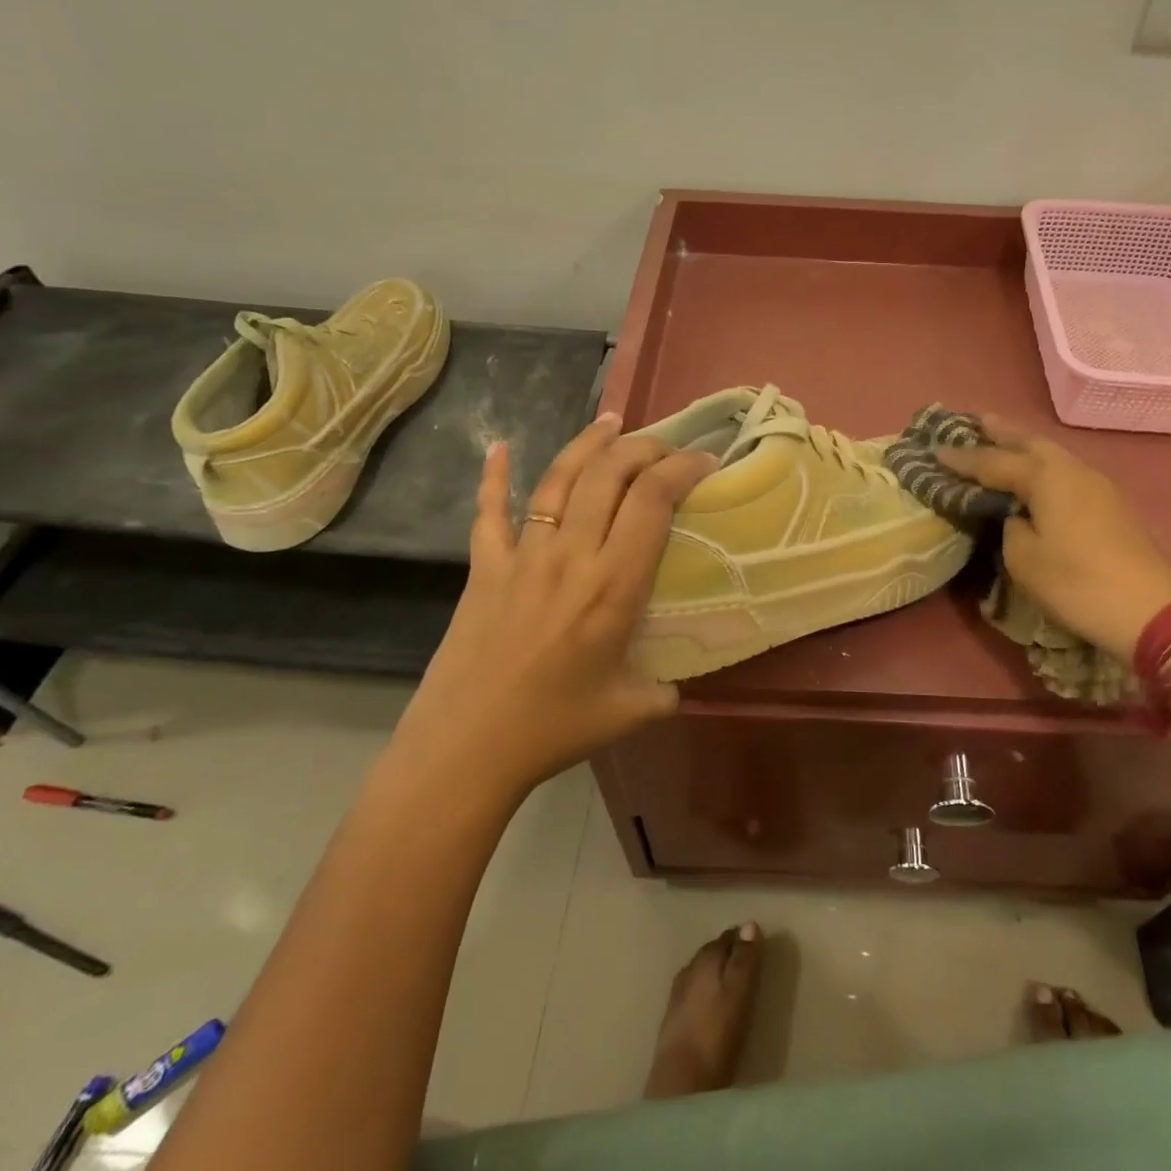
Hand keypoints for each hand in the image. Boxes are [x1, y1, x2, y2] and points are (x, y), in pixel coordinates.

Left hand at [392, 414, 716, 802]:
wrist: (464, 748)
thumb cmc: (553, 729)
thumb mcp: (632, 710)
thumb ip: (666, 688)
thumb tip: (678, 681)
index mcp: (614, 585)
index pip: (653, 500)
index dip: (683, 469)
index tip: (705, 463)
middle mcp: (571, 555)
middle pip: (610, 474)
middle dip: (644, 447)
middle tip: (666, 447)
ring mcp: (523, 556)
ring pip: (559, 479)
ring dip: (589, 443)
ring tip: (612, 421)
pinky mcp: (484, 567)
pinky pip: (489, 511)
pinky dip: (495, 476)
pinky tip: (499, 446)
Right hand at [935, 416, 1170, 657]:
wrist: (1149, 610)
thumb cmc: (1076, 583)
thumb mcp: (1023, 558)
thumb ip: (1009, 525)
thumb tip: (1015, 514)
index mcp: (1046, 477)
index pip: (993, 461)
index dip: (962, 458)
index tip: (935, 449)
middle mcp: (1072, 469)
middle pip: (1029, 441)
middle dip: (999, 431)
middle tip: (973, 422)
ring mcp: (1096, 484)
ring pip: (1051, 453)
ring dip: (1023, 445)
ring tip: (1000, 440)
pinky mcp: (1109, 502)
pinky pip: (1065, 469)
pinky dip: (1042, 463)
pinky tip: (1035, 472)